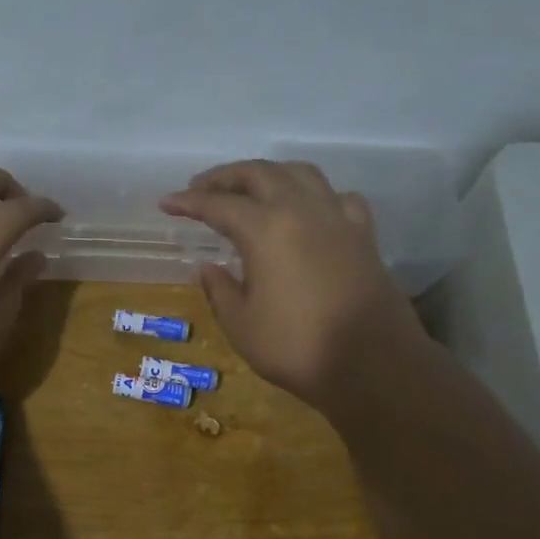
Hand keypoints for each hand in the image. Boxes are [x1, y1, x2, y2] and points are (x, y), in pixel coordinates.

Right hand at [161, 160, 428, 407]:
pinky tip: (309, 210)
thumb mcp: (242, 325)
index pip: (218, 205)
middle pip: (260, 174)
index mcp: (266, 230)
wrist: (373, 364)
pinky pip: (338, 198)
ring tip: (251, 189)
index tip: (166, 202)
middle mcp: (302, 211)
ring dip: (270, 174)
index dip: (189, 202)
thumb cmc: (297, 347)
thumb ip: (220, 290)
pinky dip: (316, 195)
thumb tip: (208, 267)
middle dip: (225, 176)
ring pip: (301, 174)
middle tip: (201, 188)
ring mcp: (337, 219)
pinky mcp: (363, 236)